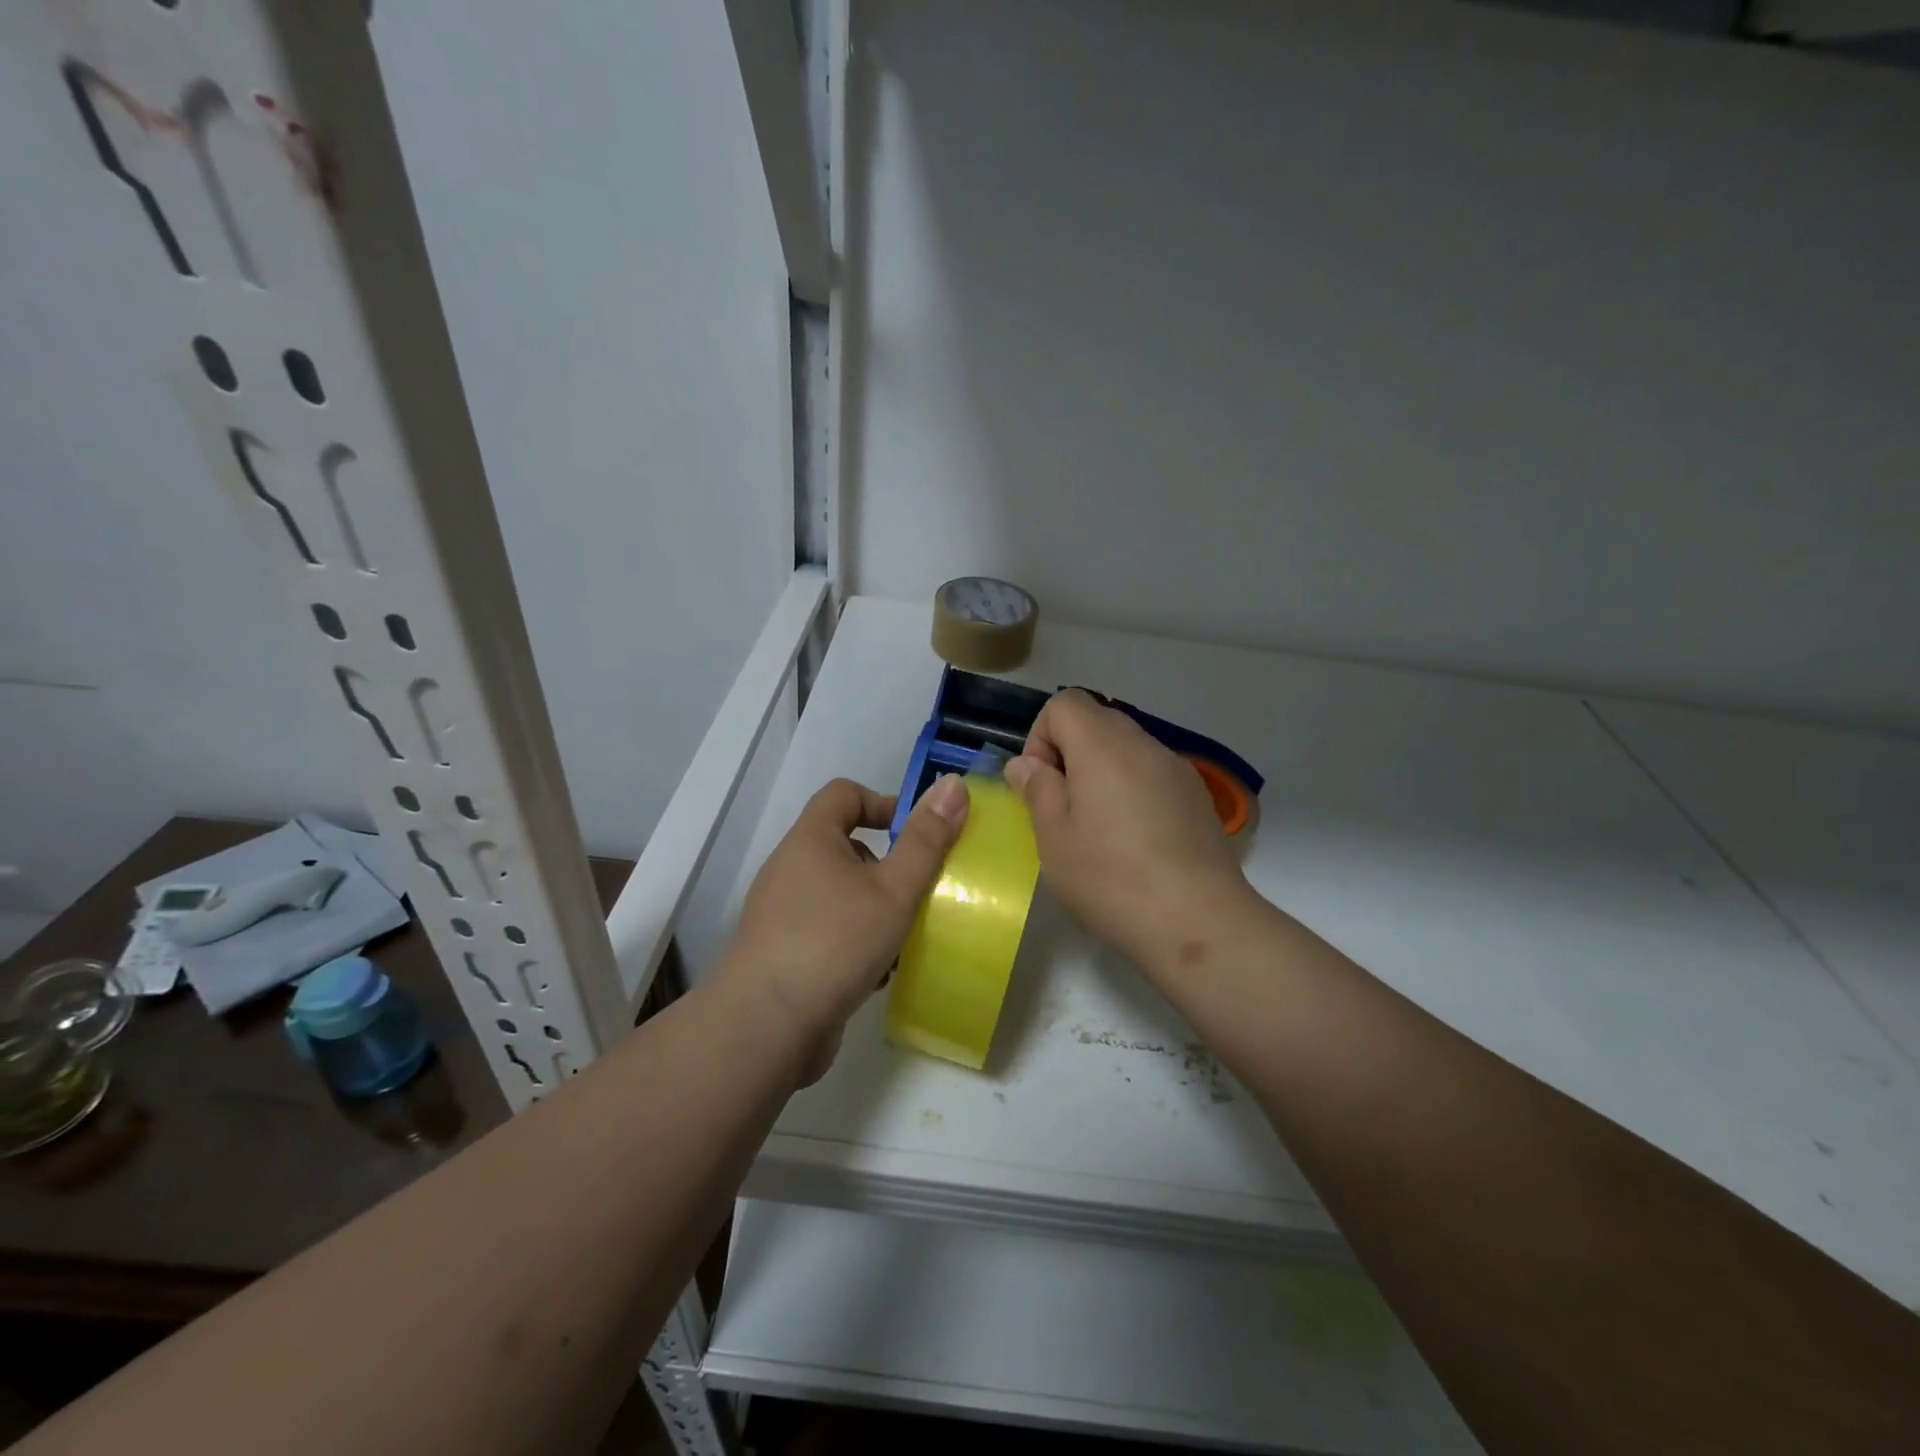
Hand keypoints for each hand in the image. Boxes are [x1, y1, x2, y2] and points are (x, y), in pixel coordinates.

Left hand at [715, 775, 968, 1081]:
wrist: (767, 1028)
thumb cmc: (835, 943)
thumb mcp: (894, 889)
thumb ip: (926, 840)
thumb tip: (953, 784)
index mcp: (810, 840)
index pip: (844, 793)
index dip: (883, 803)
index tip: (916, 836)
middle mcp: (790, 868)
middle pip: (845, 846)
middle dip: (887, 867)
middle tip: (916, 893)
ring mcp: (782, 913)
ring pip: (840, 893)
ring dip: (875, 909)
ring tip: (904, 938)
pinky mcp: (783, 953)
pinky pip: (828, 930)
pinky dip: (855, 942)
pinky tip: (878, 974)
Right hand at [1004, 690, 1254, 980]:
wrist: (1198, 923)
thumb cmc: (1111, 878)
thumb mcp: (1054, 837)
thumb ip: (1037, 789)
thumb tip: (1026, 763)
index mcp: (1103, 746)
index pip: (1064, 704)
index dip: (1041, 737)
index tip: (1041, 785)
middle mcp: (1145, 745)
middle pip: (1098, 722)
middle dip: (1070, 755)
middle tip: (1063, 809)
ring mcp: (1178, 770)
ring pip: (1127, 750)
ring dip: (1102, 775)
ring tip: (1099, 831)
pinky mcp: (1198, 799)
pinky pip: (1153, 776)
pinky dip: (1133, 792)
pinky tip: (1135, 843)